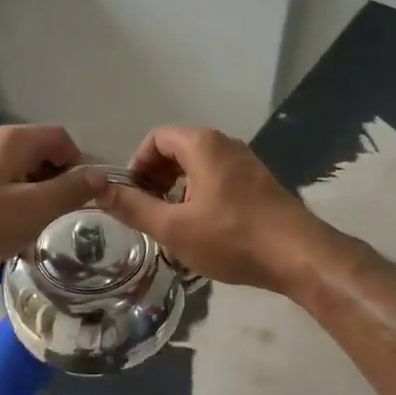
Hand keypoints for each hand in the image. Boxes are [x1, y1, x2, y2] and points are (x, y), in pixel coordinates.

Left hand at [0, 125, 107, 283]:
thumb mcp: (32, 210)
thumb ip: (71, 191)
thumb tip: (102, 175)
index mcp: (14, 141)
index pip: (63, 139)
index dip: (80, 166)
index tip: (82, 200)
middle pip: (41, 155)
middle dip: (57, 185)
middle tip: (58, 220)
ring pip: (19, 175)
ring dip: (34, 199)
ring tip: (32, 232)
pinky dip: (10, 206)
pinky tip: (3, 235)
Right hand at [95, 127, 326, 292]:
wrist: (298, 255)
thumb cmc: (231, 238)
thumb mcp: (173, 227)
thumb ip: (133, 207)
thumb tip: (97, 188)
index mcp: (202, 145)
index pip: (156, 139)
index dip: (137, 165)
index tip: (132, 196)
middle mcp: (225, 144)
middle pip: (177, 149)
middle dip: (156, 178)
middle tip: (149, 211)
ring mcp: (246, 162)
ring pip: (198, 166)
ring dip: (178, 189)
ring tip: (173, 223)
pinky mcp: (259, 182)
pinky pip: (218, 177)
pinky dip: (200, 194)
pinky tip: (203, 228)